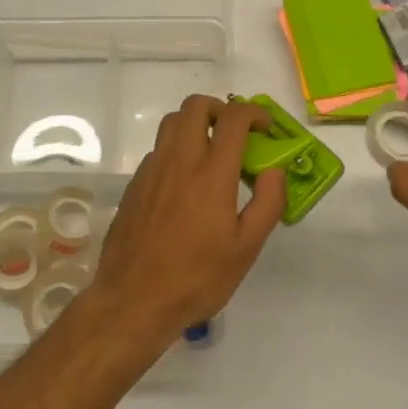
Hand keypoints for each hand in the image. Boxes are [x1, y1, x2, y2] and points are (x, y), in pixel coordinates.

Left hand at [88, 95, 285, 352]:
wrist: (133, 302)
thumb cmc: (196, 278)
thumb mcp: (246, 249)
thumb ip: (267, 204)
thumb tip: (274, 171)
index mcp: (211, 173)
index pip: (233, 118)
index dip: (254, 113)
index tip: (266, 127)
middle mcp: (180, 160)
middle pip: (196, 106)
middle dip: (221, 108)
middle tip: (235, 133)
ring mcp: (152, 170)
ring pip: (172, 123)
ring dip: (195, 124)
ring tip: (211, 152)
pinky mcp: (135, 184)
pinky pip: (158, 150)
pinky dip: (176, 150)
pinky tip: (185, 184)